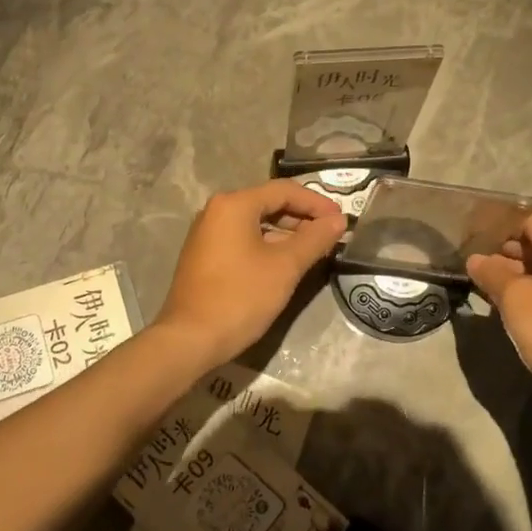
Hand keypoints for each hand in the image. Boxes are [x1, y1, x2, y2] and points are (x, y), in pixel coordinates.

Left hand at [155, 181, 346, 368]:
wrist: (190, 339)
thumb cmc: (240, 297)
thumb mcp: (285, 267)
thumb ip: (314, 239)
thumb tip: (338, 220)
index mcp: (234, 204)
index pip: (284, 190)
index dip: (317, 203)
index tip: (341, 220)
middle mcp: (217, 211)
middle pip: (268, 203)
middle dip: (302, 217)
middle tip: (331, 235)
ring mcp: (207, 233)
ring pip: (256, 223)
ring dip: (287, 232)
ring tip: (314, 249)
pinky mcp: (205, 255)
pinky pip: (243, 239)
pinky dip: (267, 245)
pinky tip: (285, 263)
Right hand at [466, 212, 531, 398]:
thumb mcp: (514, 297)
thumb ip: (491, 272)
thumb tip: (475, 259)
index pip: (531, 221)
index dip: (501, 222)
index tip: (473, 228)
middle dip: (502, 250)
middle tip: (469, 256)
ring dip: (511, 274)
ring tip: (478, 280)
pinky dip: (524, 293)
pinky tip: (499, 303)